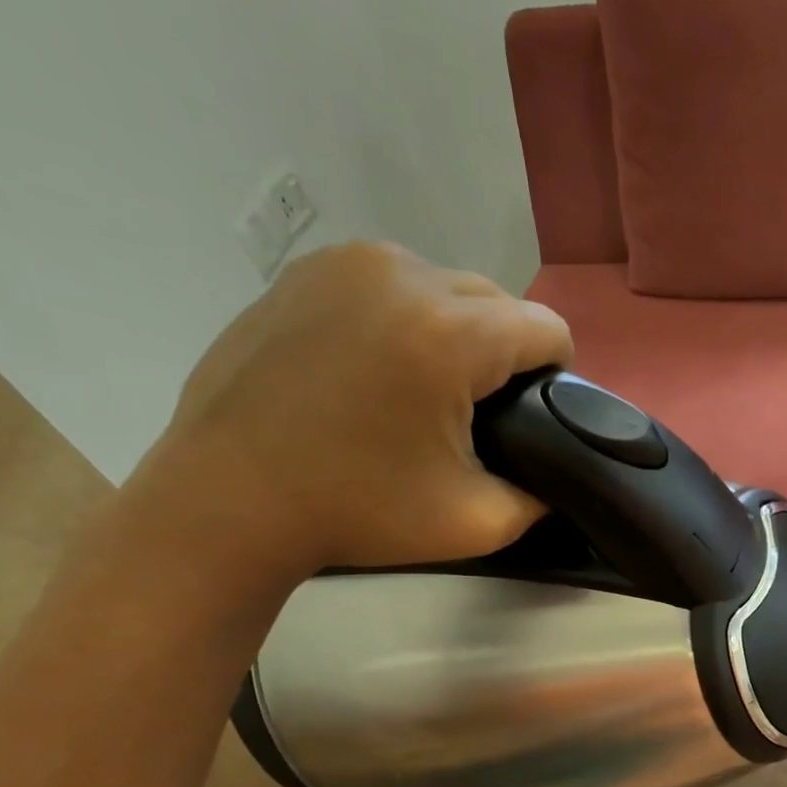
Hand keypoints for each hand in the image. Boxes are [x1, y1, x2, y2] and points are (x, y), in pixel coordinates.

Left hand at [141, 242, 571, 577]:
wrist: (228, 500)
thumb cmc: (358, 512)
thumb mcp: (479, 522)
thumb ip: (542, 496)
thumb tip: (558, 477)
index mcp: (450, 333)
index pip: (547, 329)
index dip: (557, 378)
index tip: (533, 420)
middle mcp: (403, 275)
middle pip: (499, 302)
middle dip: (505, 354)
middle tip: (476, 415)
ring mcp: (347, 264)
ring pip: (445, 288)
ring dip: (456, 333)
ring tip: (424, 390)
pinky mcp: (306, 272)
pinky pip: (390, 285)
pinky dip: (403, 320)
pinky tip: (376, 368)